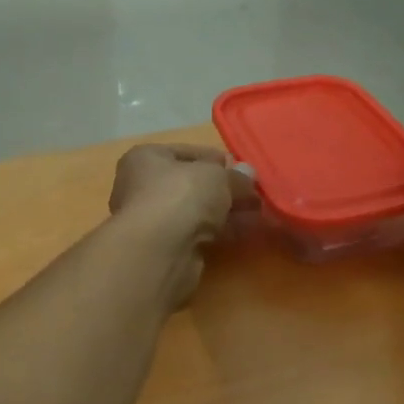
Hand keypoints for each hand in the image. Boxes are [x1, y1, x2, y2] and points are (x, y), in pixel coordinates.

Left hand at [108, 144, 257, 306]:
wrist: (160, 251)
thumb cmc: (181, 195)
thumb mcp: (216, 176)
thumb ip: (235, 176)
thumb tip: (248, 174)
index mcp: (146, 159)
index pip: (186, 152)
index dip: (216, 159)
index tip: (241, 167)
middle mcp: (143, 187)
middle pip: (193, 184)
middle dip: (226, 189)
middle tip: (255, 192)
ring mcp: (154, 220)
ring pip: (198, 211)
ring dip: (229, 211)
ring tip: (260, 211)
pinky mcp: (167, 248)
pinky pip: (200, 233)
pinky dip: (223, 230)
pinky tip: (250, 230)